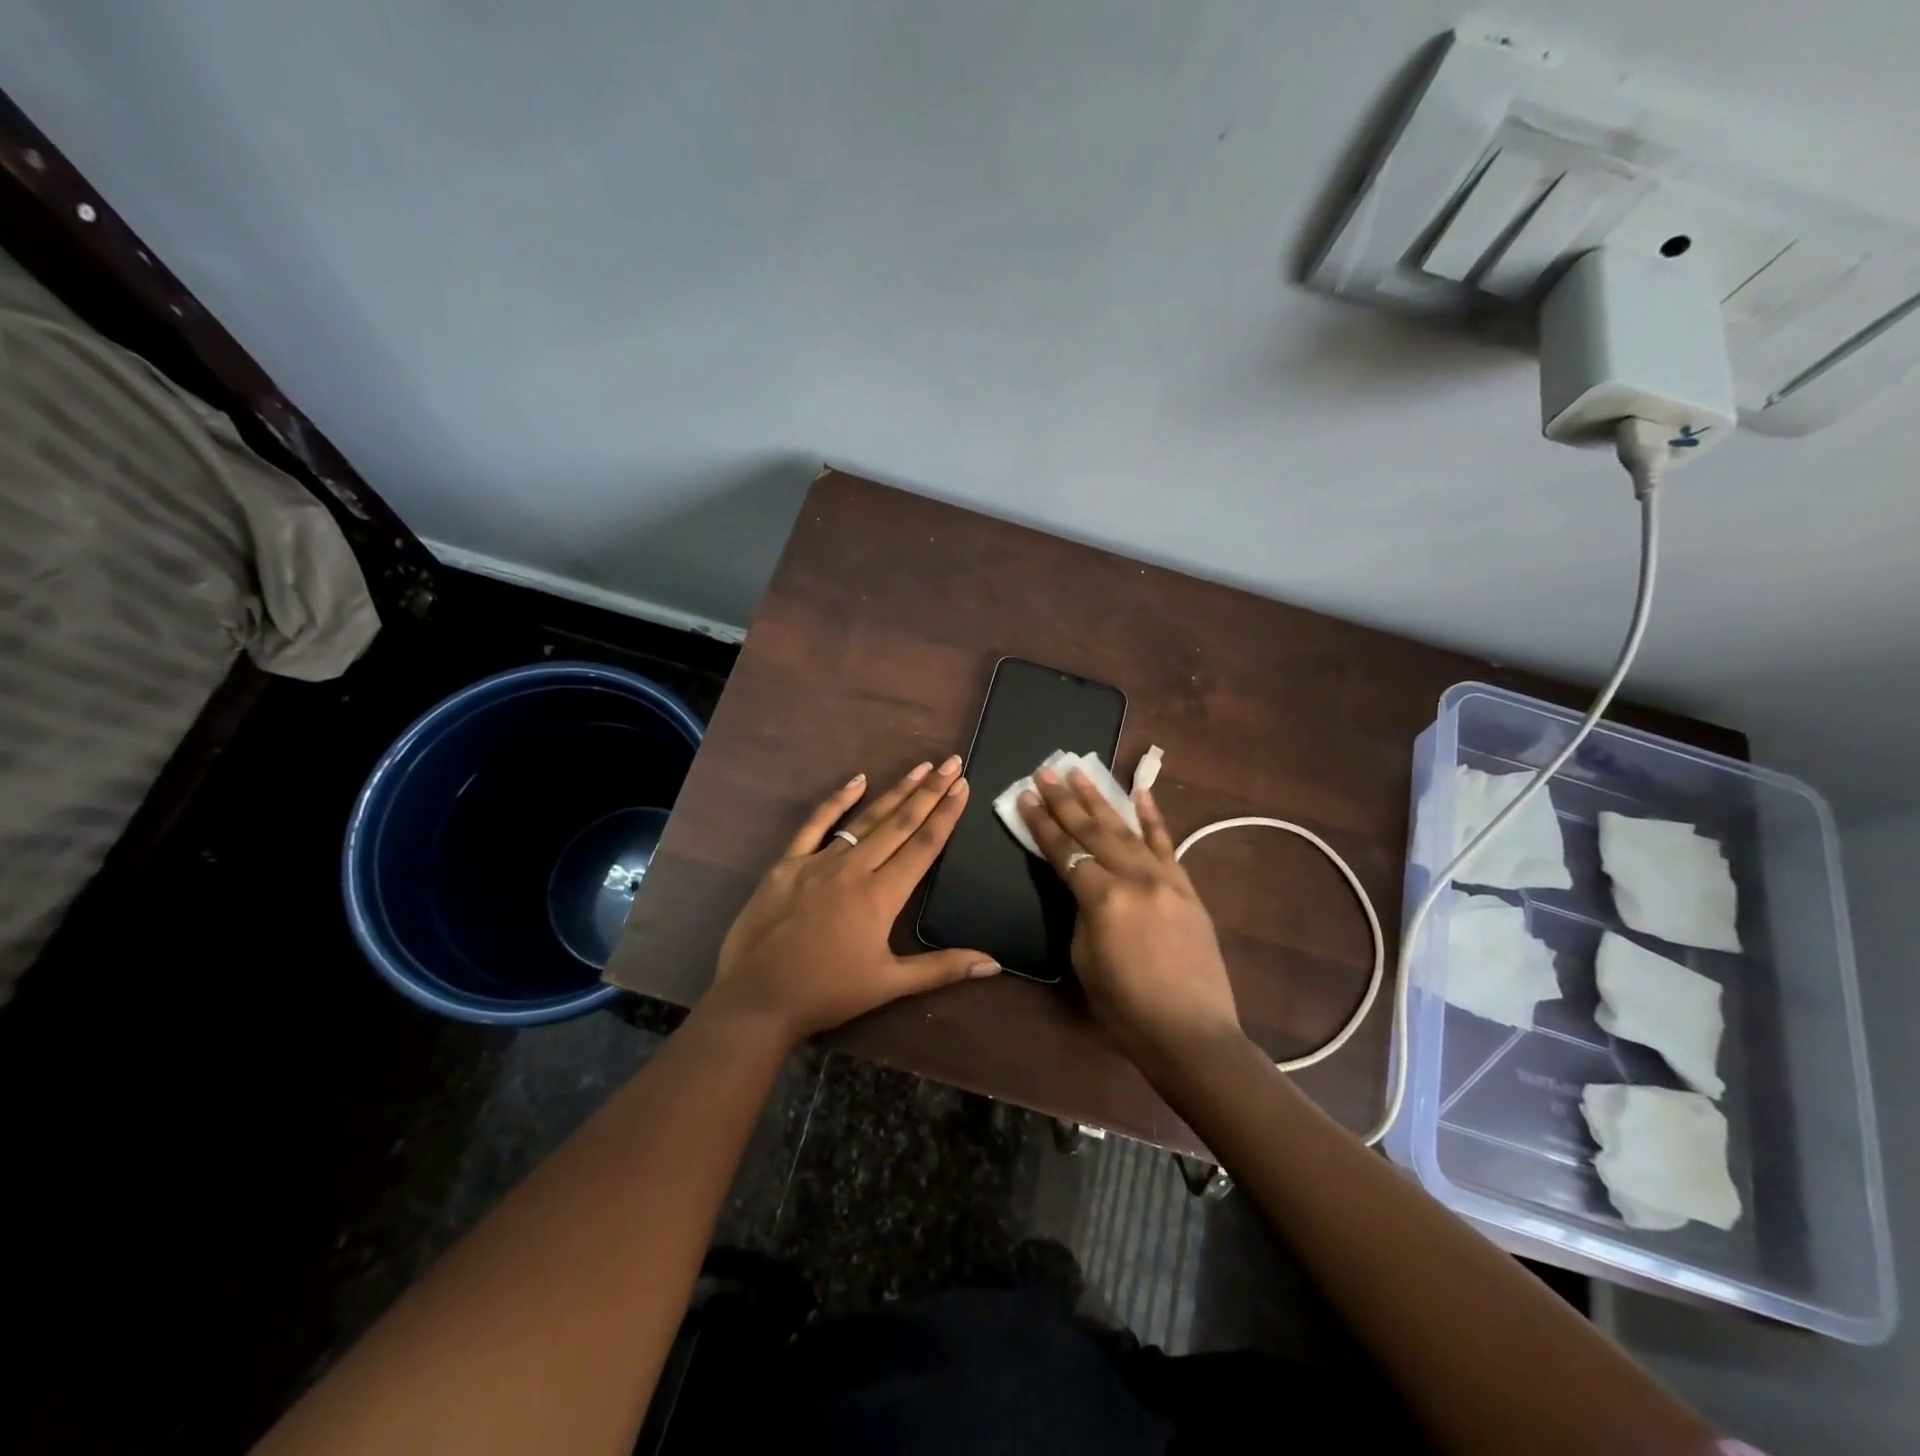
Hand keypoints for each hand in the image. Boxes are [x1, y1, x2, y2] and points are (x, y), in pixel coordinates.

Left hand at [705, 757, 998, 1046]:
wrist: (757, 999)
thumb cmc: (827, 993)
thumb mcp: (889, 984)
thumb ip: (942, 968)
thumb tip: (994, 964)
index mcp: (881, 896)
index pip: (923, 846)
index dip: (945, 814)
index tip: (962, 786)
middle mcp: (854, 869)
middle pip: (899, 823)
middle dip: (929, 791)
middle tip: (951, 762)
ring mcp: (818, 862)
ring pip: (865, 819)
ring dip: (895, 792)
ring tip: (919, 768)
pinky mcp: (787, 864)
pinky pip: (815, 825)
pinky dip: (836, 801)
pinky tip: (857, 780)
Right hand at [1019, 767, 1241, 1070]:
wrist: (1192, 1034)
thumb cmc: (1126, 1009)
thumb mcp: (1085, 961)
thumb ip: (1082, 913)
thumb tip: (1085, 888)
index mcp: (1102, 898)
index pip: (1064, 852)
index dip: (1041, 824)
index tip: (1025, 796)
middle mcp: (1134, 878)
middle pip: (1092, 831)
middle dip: (1065, 800)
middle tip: (1046, 771)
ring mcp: (1165, 880)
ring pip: (1127, 830)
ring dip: (1101, 800)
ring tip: (1081, 772)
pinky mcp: (1186, 889)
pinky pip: (1167, 845)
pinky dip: (1153, 818)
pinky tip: (1140, 794)